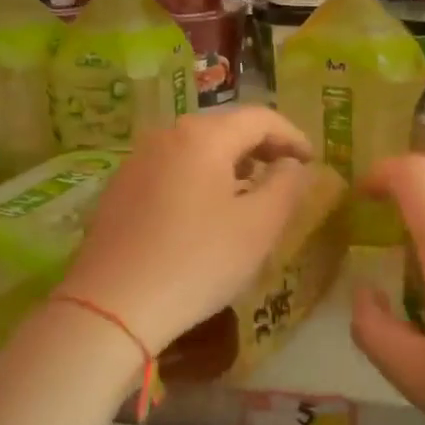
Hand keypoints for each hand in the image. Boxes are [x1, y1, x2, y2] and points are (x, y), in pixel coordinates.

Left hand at [56, 107, 314, 354]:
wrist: (112, 305)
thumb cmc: (198, 261)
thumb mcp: (259, 226)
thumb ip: (287, 186)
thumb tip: (293, 164)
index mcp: (204, 136)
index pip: (261, 118)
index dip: (293, 136)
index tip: (312, 161)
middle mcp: (167, 135)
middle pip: (226, 127)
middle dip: (262, 146)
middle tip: (286, 173)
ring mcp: (137, 160)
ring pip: (197, 147)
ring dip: (231, 162)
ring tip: (250, 190)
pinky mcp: (120, 188)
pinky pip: (173, 168)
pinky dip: (201, 177)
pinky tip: (207, 209)